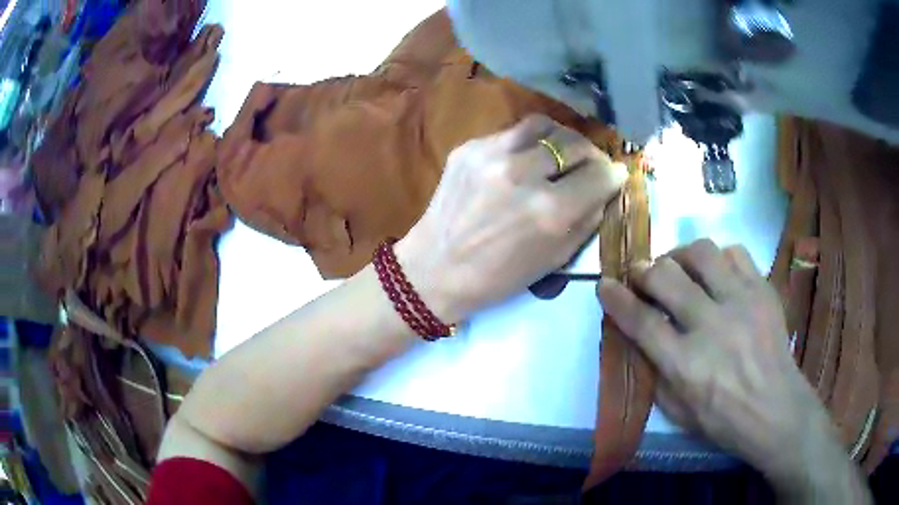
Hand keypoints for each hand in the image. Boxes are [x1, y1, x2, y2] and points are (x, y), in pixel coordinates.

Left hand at [396, 115, 627, 322]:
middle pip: (576, 143)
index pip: (600, 173)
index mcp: (550, 211)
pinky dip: (528, 144)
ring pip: (545, 125)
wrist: (435, 268)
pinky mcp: (469, 147)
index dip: (612, 175)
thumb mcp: (555, 259)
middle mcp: (524, 174)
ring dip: (561, 139)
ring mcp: (492, 154)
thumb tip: (606, 186)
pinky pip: (513, 133)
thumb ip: (587, 218)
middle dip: (590, 155)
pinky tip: (523, 161)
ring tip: (559, 156)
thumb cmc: (498, 277)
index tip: (612, 177)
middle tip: (588, 166)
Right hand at [598, 239, 870, 502]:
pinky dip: (717, 258)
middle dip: (644, 269)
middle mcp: (712, 326)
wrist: (776, 410)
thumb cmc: (723, 420)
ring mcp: (742, 302)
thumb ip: (655, 372)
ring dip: (680, 255)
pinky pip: (734, 253)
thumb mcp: (677, 411)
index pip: (642, 321)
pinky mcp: (763, 289)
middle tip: (641, 273)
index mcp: (686, 365)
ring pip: (701, 253)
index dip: (617, 299)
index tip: (605, 284)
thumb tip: (640, 336)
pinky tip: (715, 273)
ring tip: (678, 267)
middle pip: (666, 277)